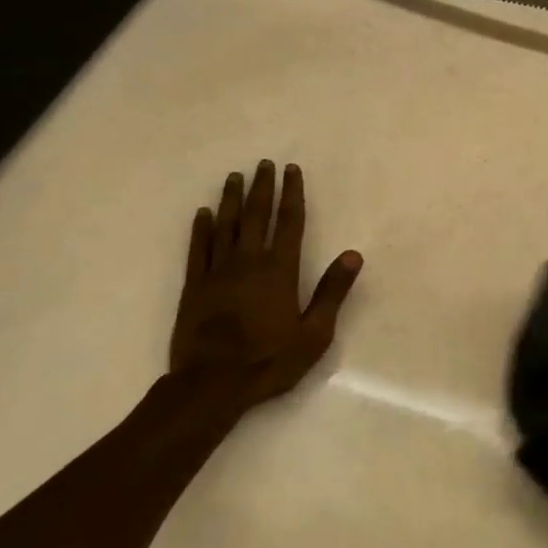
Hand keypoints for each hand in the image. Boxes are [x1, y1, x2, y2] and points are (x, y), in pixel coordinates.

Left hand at [166, 161, 363, 413]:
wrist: (211, 384)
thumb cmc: (268, 361)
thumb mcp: (314, 334)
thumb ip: (332, 292)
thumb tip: (353, 255)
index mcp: (280, 270)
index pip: (289, 222)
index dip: (292, 194)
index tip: (291, 170)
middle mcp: (248, 262)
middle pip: (256, 215)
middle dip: (262, 187)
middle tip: (263, 163)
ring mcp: (217, 272)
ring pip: (225, 225)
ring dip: (230, 199)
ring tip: (234, 176)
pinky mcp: (193, 286)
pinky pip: (197, 249)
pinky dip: (200, 228)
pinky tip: (202, 213)